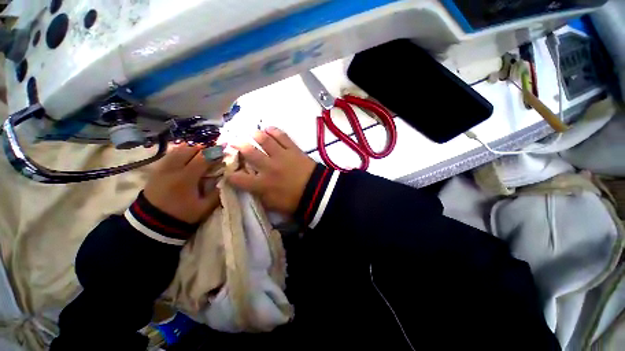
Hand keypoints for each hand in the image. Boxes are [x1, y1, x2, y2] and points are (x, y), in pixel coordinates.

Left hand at [144, 145, 221, 223]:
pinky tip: (187, 159)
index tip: (224, 154)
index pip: (203, 158)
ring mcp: (162, 167)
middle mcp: (173, 168)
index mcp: (186, 178)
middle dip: (204, 150)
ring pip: (178, 149)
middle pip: (190, 149)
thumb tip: (225, 179)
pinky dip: (181, 153)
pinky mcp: (156, 170)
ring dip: (192, 149)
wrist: (152, 222)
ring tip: (200, 156)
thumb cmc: (181, 215)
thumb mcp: (205, 207)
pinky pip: (170, 154)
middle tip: (213, 155)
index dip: (215, 154)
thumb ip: (217, 192)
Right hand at [228, 127, 315, 214]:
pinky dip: (274, 131)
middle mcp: (268, 167)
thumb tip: (251, 188)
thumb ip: (260, 196)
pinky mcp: (293, 149)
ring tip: (252, 133)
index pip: (238, 179)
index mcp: (262, 184)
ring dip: (255, 135)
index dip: (230, 175)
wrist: (316, 192)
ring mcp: (281, 156)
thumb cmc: (295, 201)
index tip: (229, 172)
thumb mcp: (273, 205)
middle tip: (234, 142)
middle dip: (238, 145)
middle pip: (249, 152)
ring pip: (264, 140)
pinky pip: (282, 136)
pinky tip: (269, 128)